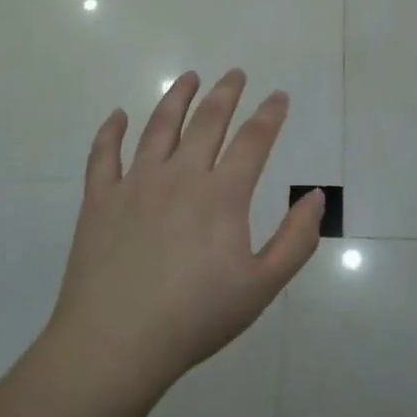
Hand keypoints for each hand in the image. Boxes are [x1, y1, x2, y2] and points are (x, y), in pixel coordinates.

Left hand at [47, 69, 323, 389]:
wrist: (116, 343)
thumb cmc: (196, 317)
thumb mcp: (262, 286)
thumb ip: (296, 239)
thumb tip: (317, 196)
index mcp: (222, 195)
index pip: (253, 141)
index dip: (269, 115)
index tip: (279, 96)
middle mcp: (180, 176)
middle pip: (207, 121)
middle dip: (225, 93)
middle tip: (235, 73)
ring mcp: (135, 184)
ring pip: (159, 127)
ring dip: (176, 97)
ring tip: (188, 77)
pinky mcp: (99, 200)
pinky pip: (103, 154)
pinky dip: (111, 131)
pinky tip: (118, 115)